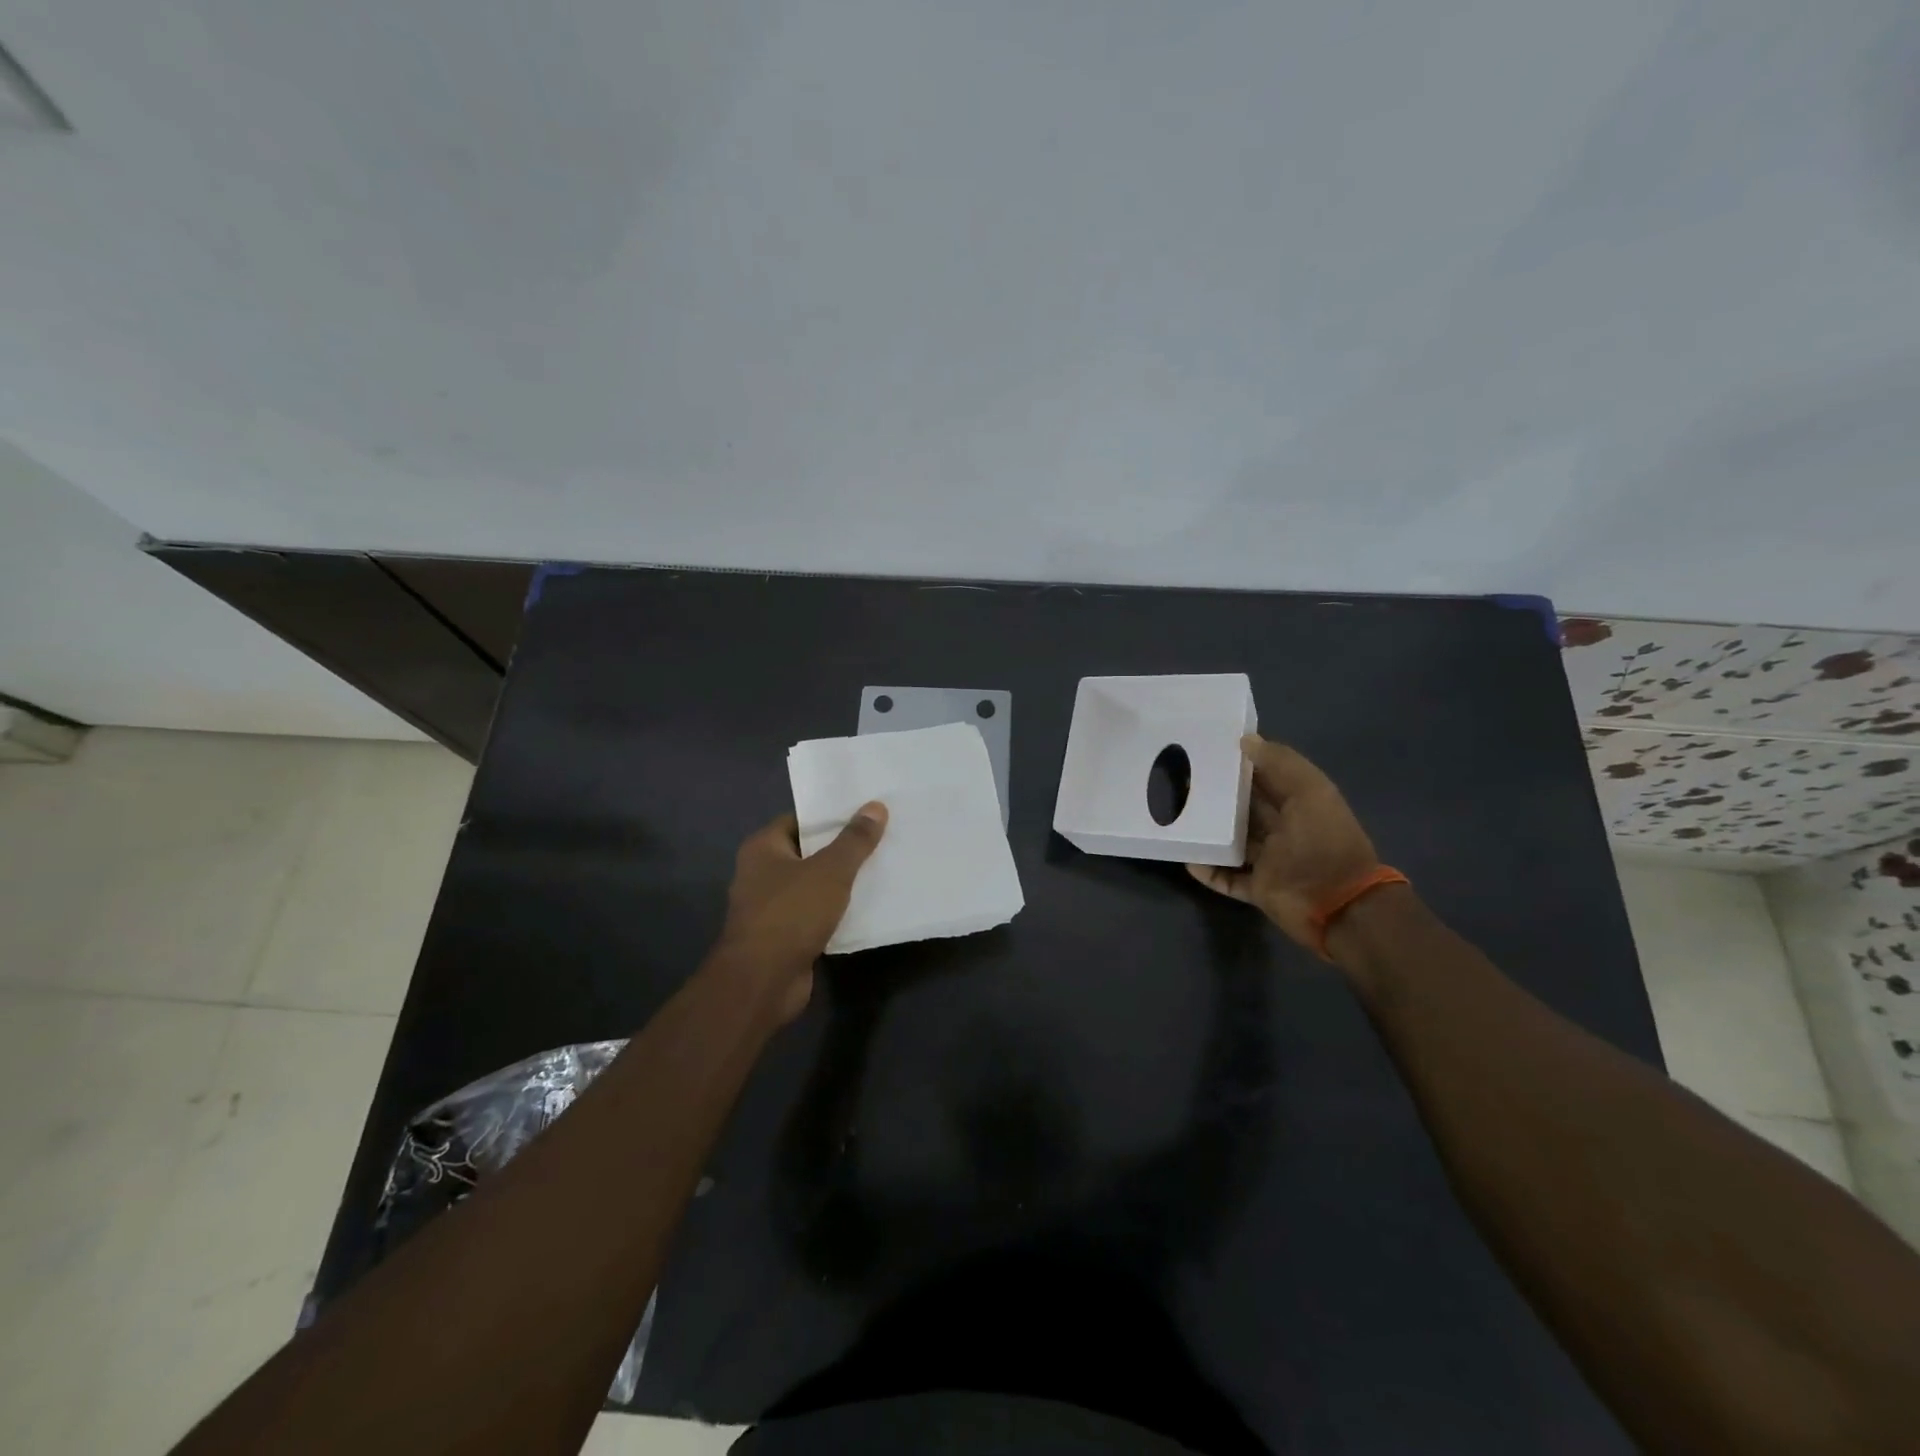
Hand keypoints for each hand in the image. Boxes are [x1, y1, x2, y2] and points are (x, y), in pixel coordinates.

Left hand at [713, 804, 887, 1021]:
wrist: (763, 981)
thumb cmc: (791, 914)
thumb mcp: (830, 870)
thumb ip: (854, 840)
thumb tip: (875, 806)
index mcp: (763, 848)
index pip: (800, 820)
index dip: (832, 815)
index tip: (866, 812)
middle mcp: (761, 873)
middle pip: (809, 852)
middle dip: (842, 848)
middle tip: (882, 837)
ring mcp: (771, 907)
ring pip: (814, 885)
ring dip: (842, 881)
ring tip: (882, 867)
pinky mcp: (785, 935)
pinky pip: (816, 913)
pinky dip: (837, 910)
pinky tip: (868, 905)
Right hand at [1187, 736, 1379, 951]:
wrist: (1340, 906)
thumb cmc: (1325, 842)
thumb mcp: (1311, 792)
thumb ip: (1281, 764)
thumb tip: (1245, 740)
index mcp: (1299, 804)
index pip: (1265, 778)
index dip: (1240, 763)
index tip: (1207, 749)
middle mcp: (1283, 830)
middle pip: (1243, 809)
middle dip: (1217, 797)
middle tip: (1179, 781)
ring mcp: (1269, 862)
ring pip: (1231, 842)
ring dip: (1209, 832)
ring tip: (1176, 817)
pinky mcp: (1257, 889)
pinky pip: (1226, 877)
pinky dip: (1208, 870)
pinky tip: (1186, 857)